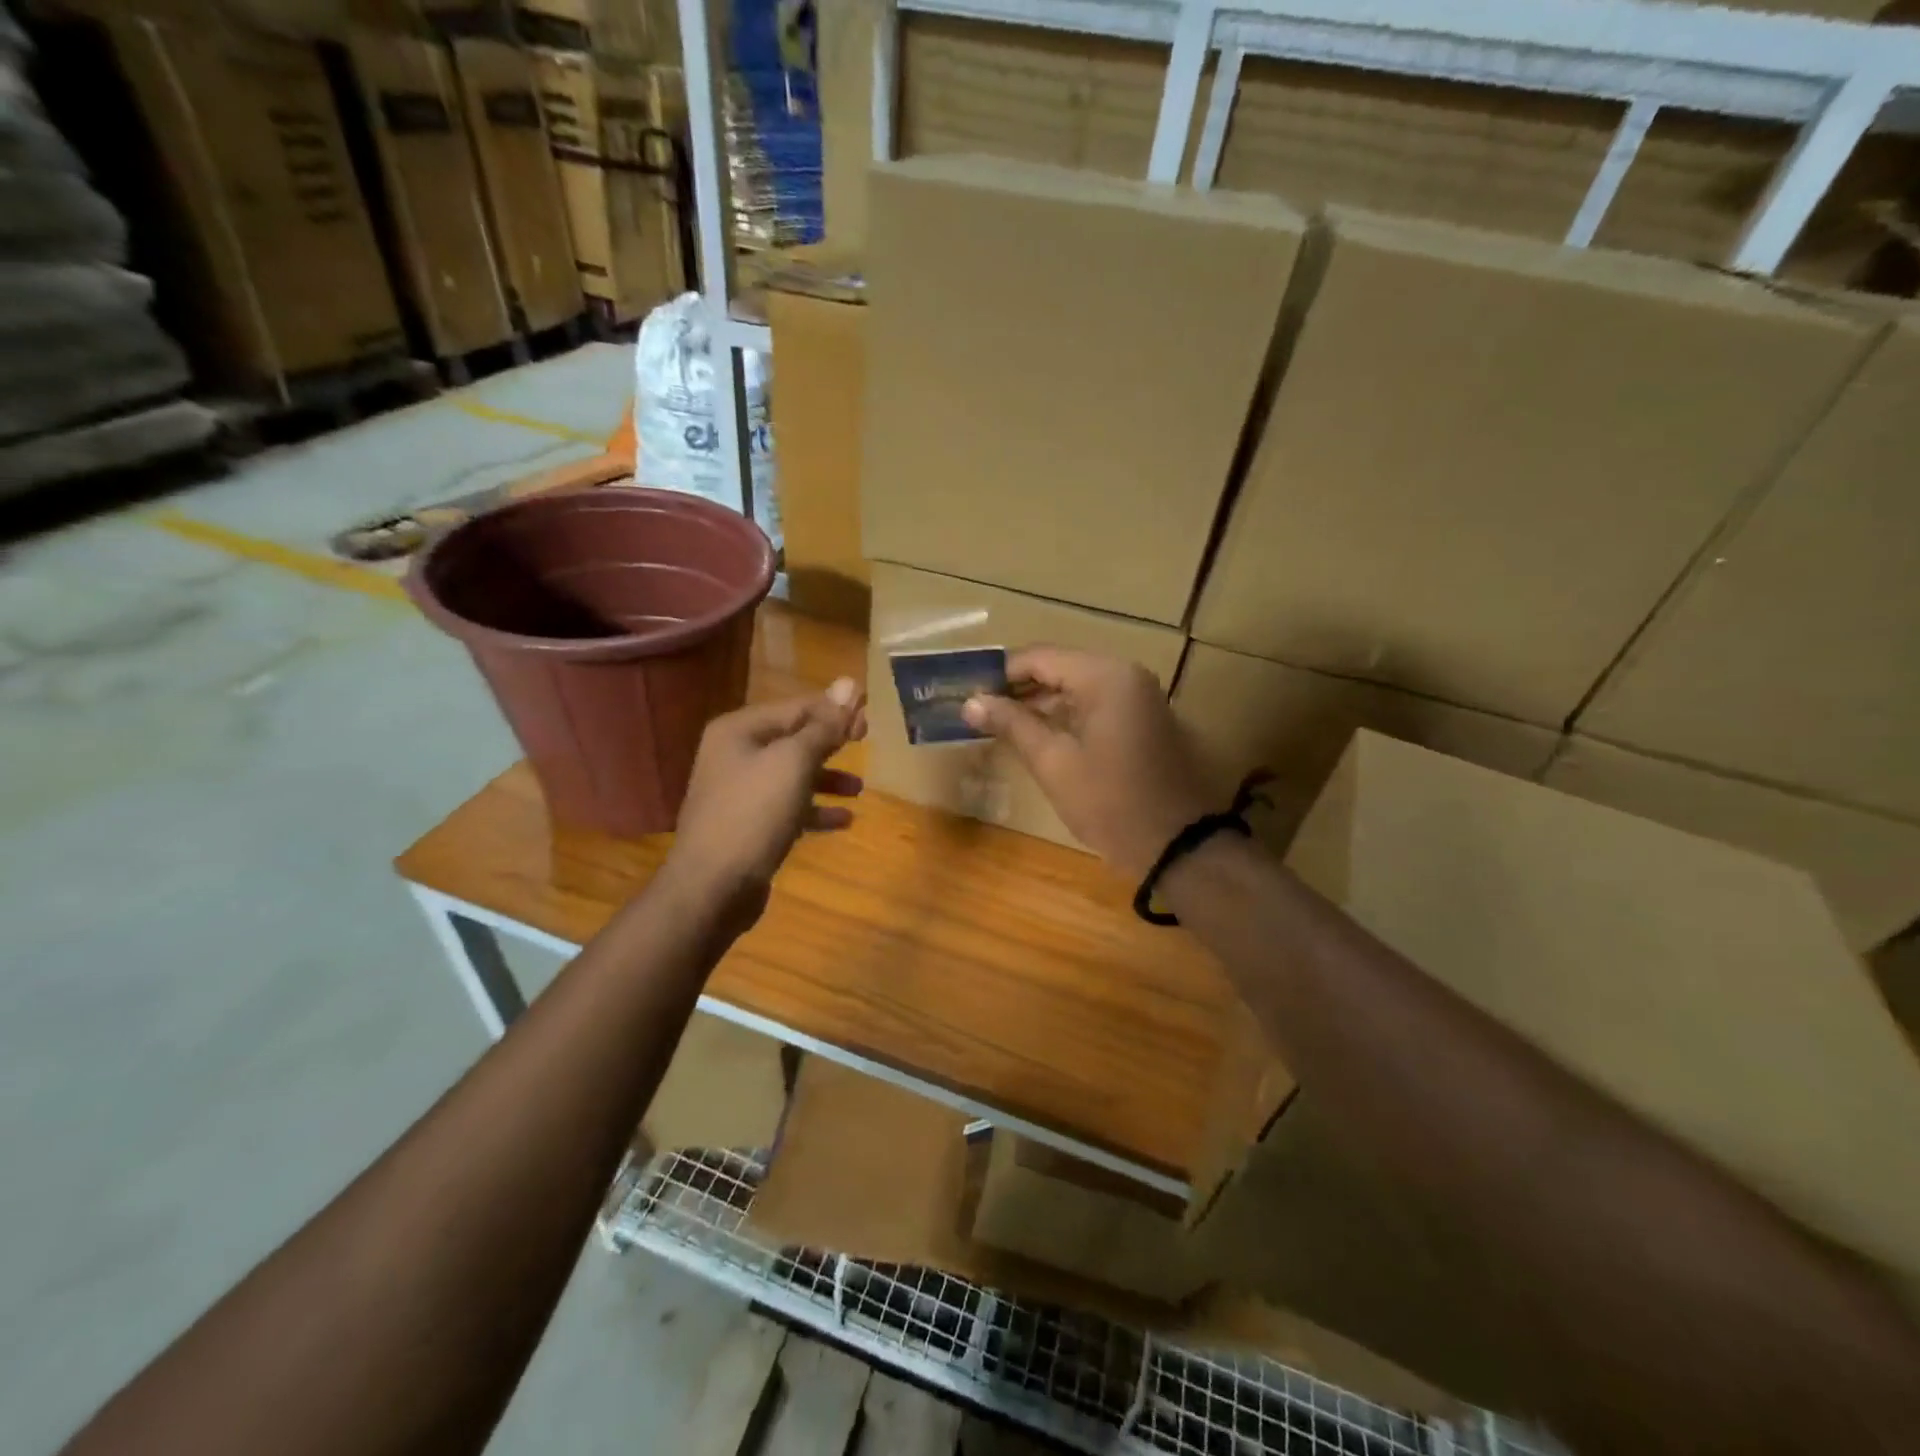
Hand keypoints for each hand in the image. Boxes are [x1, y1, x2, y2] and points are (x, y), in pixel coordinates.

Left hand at [663, 678, 866, 928]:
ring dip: (827, 778)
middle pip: (793, 738)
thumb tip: (850, 683)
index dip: (835, 710)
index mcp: (740, 730)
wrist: (711, 887)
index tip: (870, 719)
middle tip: (868, 742)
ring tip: (859, 788)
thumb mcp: (794, 763)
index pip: (797, 707)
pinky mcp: (748, 825)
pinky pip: (788, 807)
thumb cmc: (754, 814)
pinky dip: (814, 810)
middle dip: (832, 742)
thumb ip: (824, 725)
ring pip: (792, 774)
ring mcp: (739, 792)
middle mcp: (735, 754)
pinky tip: (843, 820)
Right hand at [962, 647, 1210, 877]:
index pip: (1039, 658)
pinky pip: (1093, 705)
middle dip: (1017, 688)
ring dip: (1039, 703)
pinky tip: (1034, 735)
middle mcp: (1124, 675)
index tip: (967, 692)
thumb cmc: (1110, 802)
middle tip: (978, 709)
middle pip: (1059, 668)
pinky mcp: (1141, 720)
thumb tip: (971, 702)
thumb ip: (1012, 725)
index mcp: (1105, 677)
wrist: (1176, 844)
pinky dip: (1064, 716)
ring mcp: (1138, 697)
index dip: (999, 673)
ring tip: (997, 724)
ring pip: (1075, 687)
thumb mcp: (1054, 763)